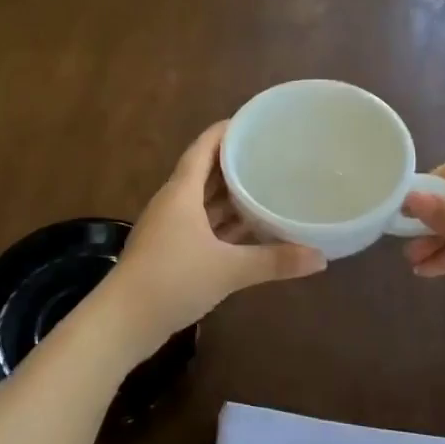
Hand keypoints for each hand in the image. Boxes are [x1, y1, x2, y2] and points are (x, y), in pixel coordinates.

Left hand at [105, 122, 325, 344]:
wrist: (123, 321)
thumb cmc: (172, 280)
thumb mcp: (228, 269)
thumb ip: (274, 261)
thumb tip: (321, 257)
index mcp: (181, 193)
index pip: (203, 148)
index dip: (224, 132)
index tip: (252, 122)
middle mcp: (173, 204)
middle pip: (205, 174)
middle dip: (234, 164)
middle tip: (270, 155)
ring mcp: (169, 229)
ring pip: (203, 202)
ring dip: (230, 197)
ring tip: (266, 188)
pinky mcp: (169, 252)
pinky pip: (201, 226)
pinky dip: (224, 225)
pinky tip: (248, 231)